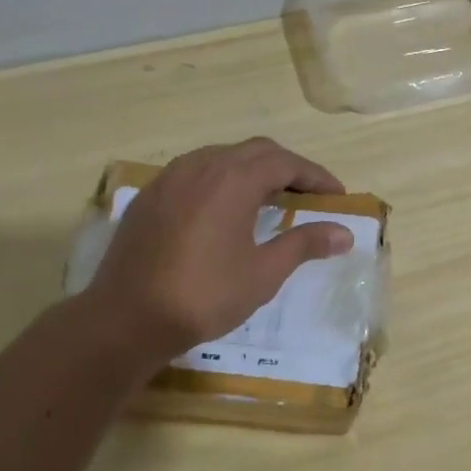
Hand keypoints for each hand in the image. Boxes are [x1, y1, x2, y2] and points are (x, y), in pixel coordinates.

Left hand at [82, 137, 352, 370]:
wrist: (126, 319)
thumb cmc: (205, 295)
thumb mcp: (264, 272)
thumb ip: (305, 244)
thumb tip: (344, 233)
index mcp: (232, 180)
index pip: (285, 163)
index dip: (316, 176)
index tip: (337, 196)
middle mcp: (200, 167)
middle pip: (255, 151)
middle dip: (288, 168)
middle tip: (309, 195)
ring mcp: (169, 179)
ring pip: (222, 157)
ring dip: (253, 170)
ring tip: (271, 199)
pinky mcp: (149, 197)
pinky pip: (195, 172)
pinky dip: (222, 180)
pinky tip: (226, 210)